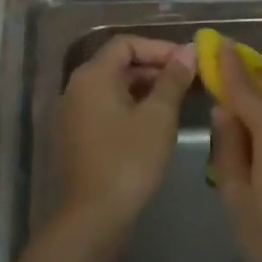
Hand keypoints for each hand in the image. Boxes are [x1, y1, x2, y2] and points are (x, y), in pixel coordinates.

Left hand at [55, 35, 196, 235]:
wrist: (92, 217)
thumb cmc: (128, 160)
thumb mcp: (158, 116)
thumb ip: (173, 79)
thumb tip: (188, 51)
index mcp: (92, 76)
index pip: (126, 44)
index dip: (159, 48)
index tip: (188, 61)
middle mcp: (76, 88)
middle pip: (118, 64)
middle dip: (154, 67)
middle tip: (188, 80)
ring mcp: (73, 113)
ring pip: (113, 87)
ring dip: (145, 88)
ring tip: (177, 100)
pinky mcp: (77, 136)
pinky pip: (106, 108)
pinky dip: (131, 106)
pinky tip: (155, 123)